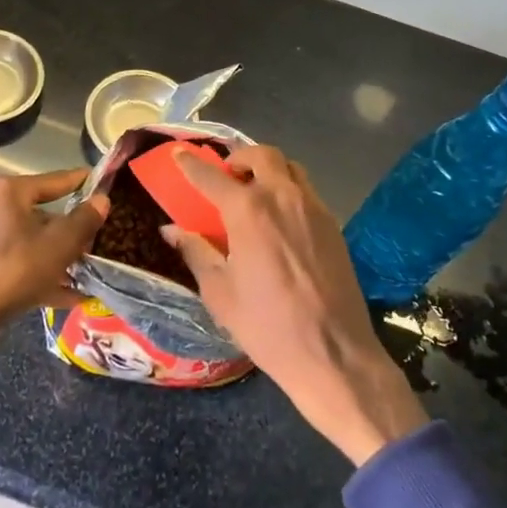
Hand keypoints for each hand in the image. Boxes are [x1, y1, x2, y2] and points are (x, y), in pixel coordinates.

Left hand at [0, 169, 109, 360]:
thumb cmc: (14, 269)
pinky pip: (21, 266)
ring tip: (89, 271)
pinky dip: (44, 276)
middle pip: (44, 214)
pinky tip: (71, 296)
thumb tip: (102, 199)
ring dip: (60, 257)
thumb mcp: (59, 244)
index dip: (81, 182)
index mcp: (10, 193)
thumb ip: (84, 220)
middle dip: (73, 231)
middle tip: (99, 240)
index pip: (55, 180)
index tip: (103, 184)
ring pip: (33, 243)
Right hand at [163, 145, 428, 465]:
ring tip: (254, 189)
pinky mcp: (333, 224)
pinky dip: (288, 187)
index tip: (179, 152)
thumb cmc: (267, 327)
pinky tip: (280, 215)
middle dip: (239, 157)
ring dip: (267, 168)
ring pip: (289, 166)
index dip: (191, 163)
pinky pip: (306, 189)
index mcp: (248, 211)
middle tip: (226, 174)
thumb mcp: (220, 292)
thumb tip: (172, 230)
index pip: (211, 176)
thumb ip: (196, 252)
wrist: (334, 355)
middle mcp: (282, 197)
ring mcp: (312, 207)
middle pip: (261, 154)